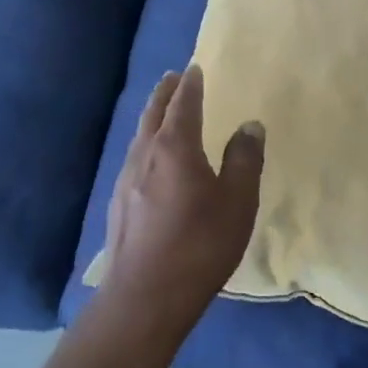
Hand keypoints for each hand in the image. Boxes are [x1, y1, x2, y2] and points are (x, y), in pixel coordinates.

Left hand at [98, 66, 264, 339]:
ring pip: (139, 135)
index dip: (191, 85)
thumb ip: (245, 159)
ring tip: (161, 111)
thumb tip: (249, 125)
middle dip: (165, 93)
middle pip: (154, 113)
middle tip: (173, 77)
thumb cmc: (199, 245)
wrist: (143, 299)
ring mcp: (125, 180)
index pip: (184, 104)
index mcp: (175, 147)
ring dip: (152, 117)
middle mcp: (145, 155)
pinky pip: (133, 158)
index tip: (195, 69)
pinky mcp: (118, 205)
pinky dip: (145, 143)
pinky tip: (149, 161)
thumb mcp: (237, 202)